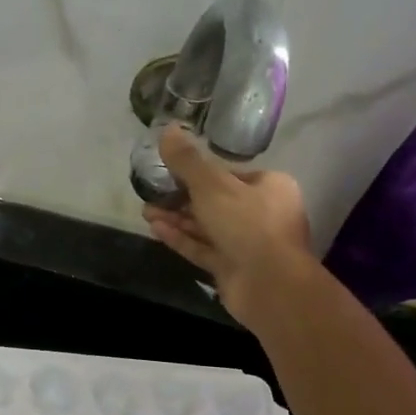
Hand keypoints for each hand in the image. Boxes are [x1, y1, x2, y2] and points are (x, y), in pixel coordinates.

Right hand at [142, 125, 317, 327]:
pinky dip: (181, 238)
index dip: (199, 172)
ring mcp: (247, 243)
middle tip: (151, 193)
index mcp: (269, 186)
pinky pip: (203, 248)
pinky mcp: (232, 268)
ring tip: (146, 211)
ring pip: (207, 226)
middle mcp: (262, 213)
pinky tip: (155, 229)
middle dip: (181, 197)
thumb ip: (187, 161)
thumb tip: (167, 129)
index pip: (230, 174)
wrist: (270, 285)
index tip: (170, 171)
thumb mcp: (213, 186)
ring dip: (177, 218)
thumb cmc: (248, 225)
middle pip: (216, 201)